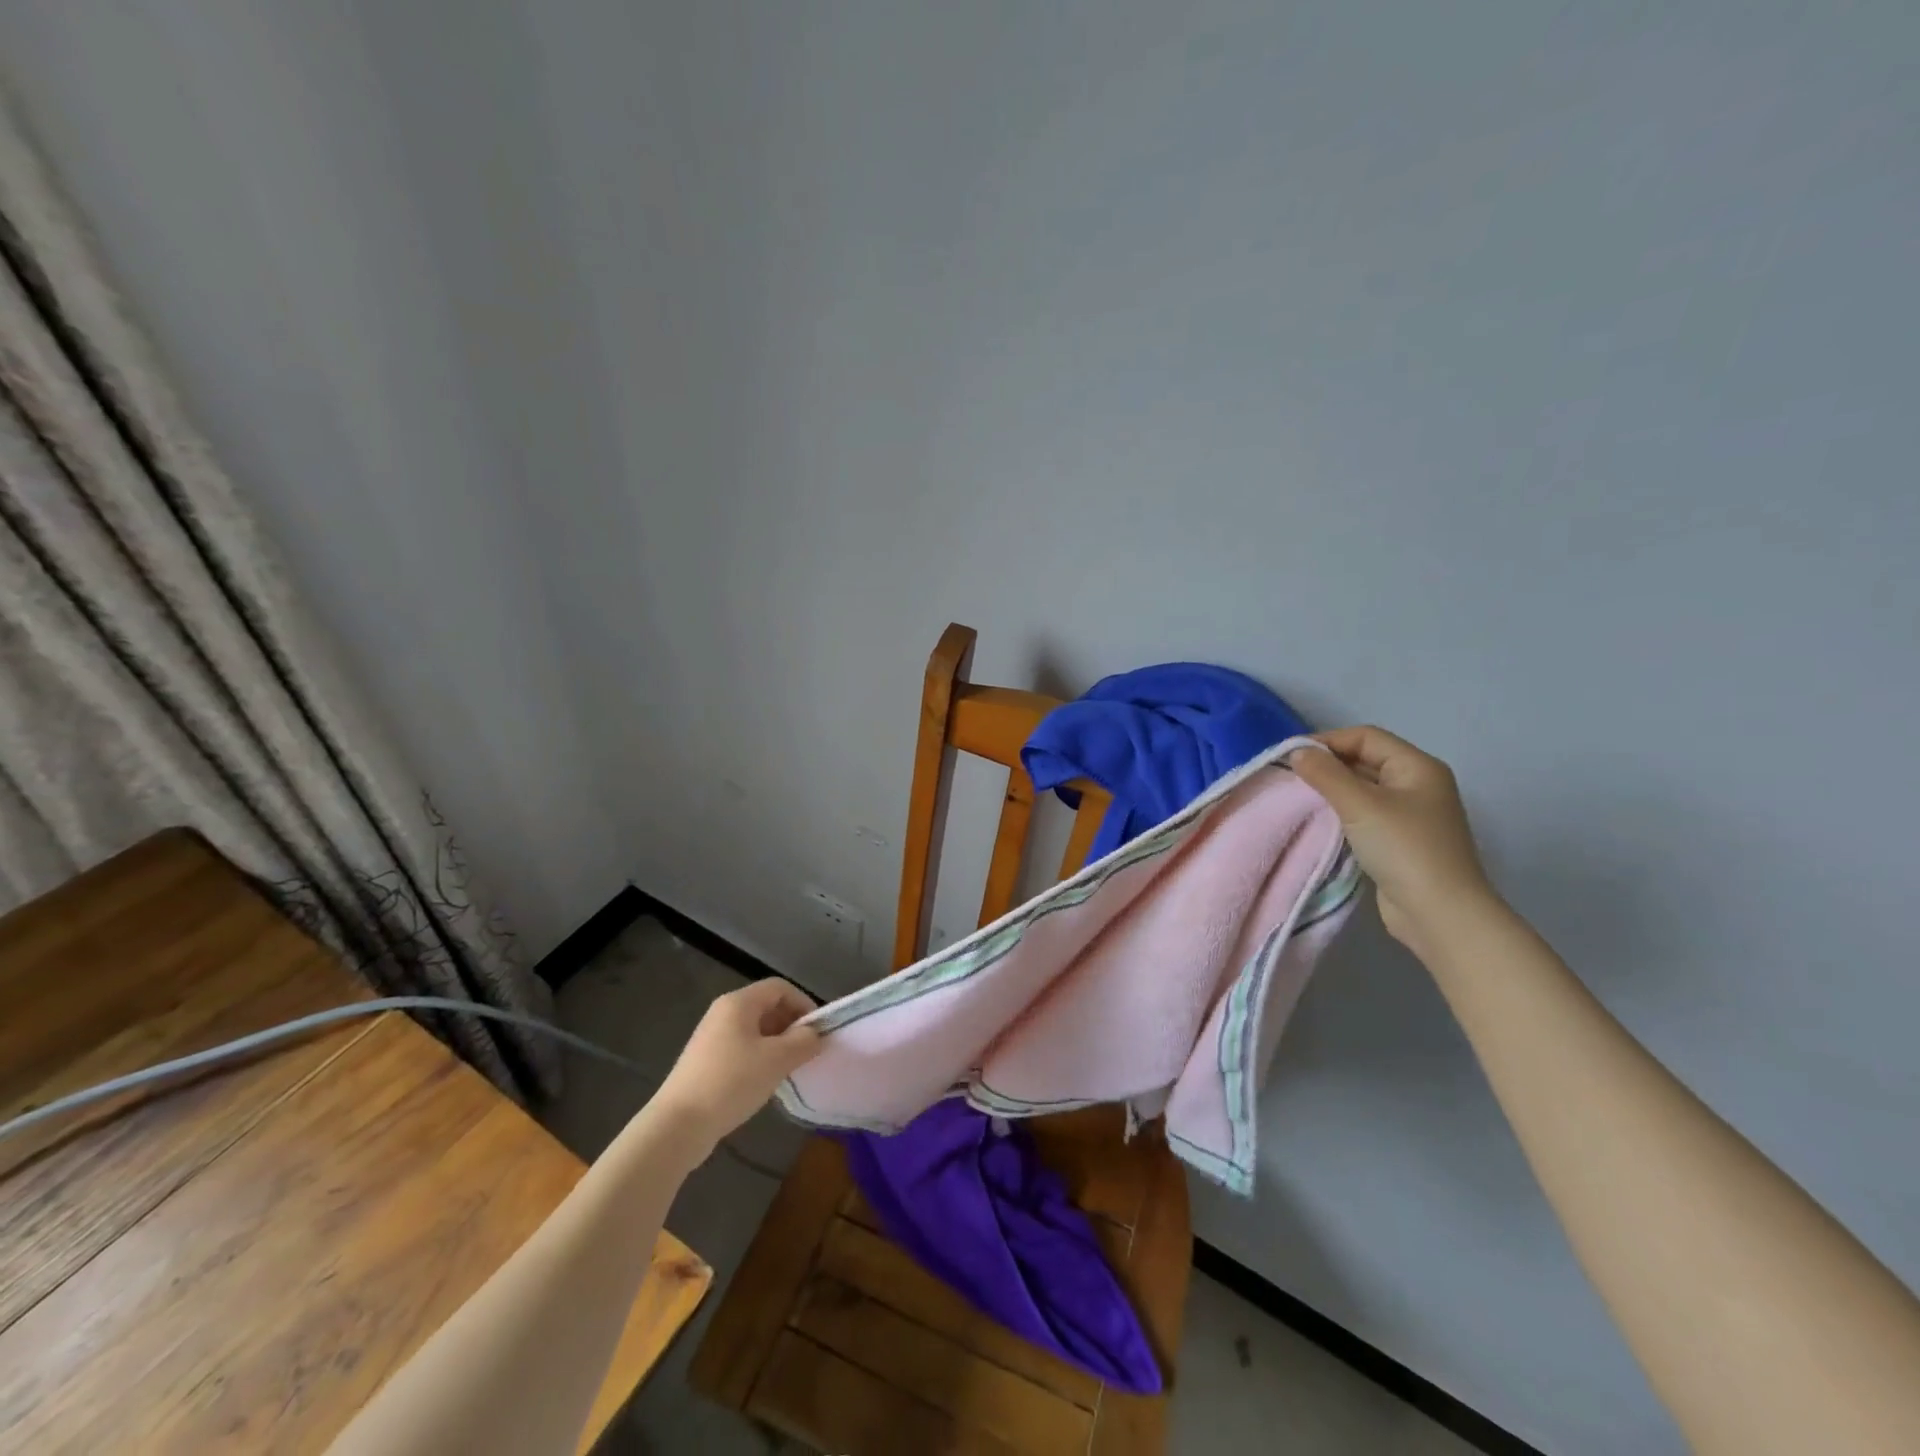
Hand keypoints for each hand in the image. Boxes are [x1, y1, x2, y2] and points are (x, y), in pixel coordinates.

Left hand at [652, 978, 820, 1151]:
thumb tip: (816, 1035)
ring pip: (755, 1030)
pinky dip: (759, 1058)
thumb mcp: (777, 1060)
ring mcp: (711, 1037)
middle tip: (807, 1051)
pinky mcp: (705, 1061)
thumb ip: (804, 1042)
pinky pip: (742, 1048)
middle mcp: (723, 1012)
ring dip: (777, 1044)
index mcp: (738, 1003)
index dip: (803, 1004)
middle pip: (767, 1006)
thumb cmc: (731, 1082)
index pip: (780, 988)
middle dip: (791, 1025)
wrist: (678, 1126)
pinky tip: (765, 1082)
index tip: (818, 1031)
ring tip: (789, 1068)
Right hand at [1289, 726, 1498, 955]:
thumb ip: (1326, 774)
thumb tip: (1297, 752)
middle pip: (1365, 760)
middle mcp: (1417, 784)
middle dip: (1327, 764)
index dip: (1328, 740)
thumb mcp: (1361, 805)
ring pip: (1362, 788)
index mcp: (1417, 767)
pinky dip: (1340, 812)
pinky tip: (1319, 821)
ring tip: (1298, 797)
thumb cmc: (1404, 849)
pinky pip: (1364, 814)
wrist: (1439, 913)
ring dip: (1331, 789)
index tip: (1291, 756)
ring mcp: (1410, 814)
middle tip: (1289, 776)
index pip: (1366, 737)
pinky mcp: (1399, 840)